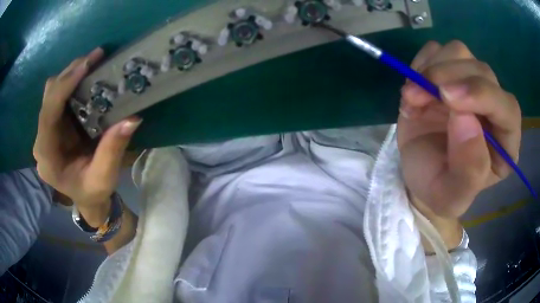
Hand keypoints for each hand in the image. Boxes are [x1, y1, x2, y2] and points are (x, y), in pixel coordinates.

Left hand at [33, 48, 141, 225]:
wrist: (86, 197)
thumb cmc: (92, 192)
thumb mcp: (103, 178)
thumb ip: (112, 151)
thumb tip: (131, 118)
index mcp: (47, 157)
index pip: (48, 115)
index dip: (64, 87)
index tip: (86, 65)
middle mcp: (41, 140)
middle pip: (48, 97)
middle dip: (69, 74)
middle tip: (95, 58)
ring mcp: (46, 130)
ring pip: (52, 92)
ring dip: (71, 74)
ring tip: (92, 63)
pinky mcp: (53, 124)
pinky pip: (58, 95)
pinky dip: (71, 81)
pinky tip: (86, 76)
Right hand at [398, 41, 520, 218]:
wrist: (419, 175)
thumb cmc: (439, 189)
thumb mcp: (451, 195)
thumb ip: (468, 170)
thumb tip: (465, 119)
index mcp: (505, 144)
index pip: (508, 109)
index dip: (483, 96)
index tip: (448, 98)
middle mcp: (494, 108)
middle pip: (482, 71)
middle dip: (449, 77)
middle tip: (416, 95)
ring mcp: (472, 85)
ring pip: (460, 52)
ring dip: (432, 69)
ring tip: (413, 97)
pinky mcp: (450, 73)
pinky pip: (437, 49)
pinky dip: (421, 63)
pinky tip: (414, 88)